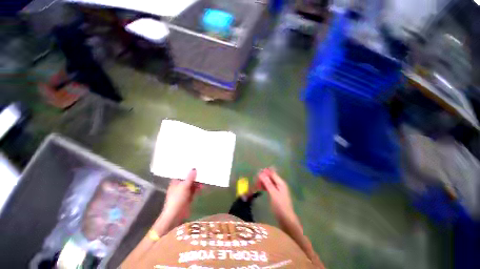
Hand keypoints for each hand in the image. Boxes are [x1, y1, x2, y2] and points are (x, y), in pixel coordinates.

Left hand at [160, 169, 201, 226]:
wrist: (175, 215)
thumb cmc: (177, 199)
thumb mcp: (184, 186)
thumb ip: (190, 178)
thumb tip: (194, 168)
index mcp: (175, 182)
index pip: (182, 173)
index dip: (188, 169)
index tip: (195, 164)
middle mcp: (179, 185)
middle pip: (188, 178)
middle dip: (195, 176)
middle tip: (202, 171)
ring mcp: (184, 191)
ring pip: (192, 184)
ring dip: (197, 183)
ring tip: (204, 180)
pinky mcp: (188, 196)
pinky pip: (194, 190)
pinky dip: (198, 188)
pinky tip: (202, 187)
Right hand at [257, 168, 298, 225]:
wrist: (286, 219)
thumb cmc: (280, 206)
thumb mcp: (273, 193)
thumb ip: (268, 183)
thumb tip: (261, 173)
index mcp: (280, 182)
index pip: (272, 173)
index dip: (265, 172)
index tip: (257, 174)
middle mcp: (279, 184)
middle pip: (270, 177)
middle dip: (263, 178)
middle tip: (255, 181)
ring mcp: (278, 189)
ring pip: (269, 182)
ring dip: (263, 182)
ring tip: (256, 185)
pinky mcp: (276, 193)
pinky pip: (269, 187)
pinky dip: (264, 186)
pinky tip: (260, 188)